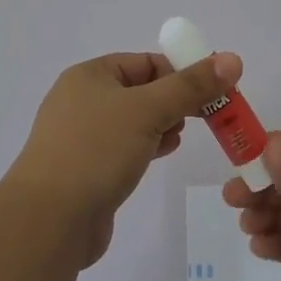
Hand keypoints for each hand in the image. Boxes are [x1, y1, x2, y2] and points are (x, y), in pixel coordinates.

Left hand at [7, 50, 241, 266]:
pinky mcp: (85, 170)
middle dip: (174, 99)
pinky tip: (164, 152)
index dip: (180, 71)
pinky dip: (147, 145)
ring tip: (182, 133)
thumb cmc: (97, 151)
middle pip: (140, 90)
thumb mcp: (148, 110)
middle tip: (206, 114)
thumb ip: (191, 86)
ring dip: (161, 123)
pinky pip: (123, 147)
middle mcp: (81, 100)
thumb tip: (232, 59)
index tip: (212, 90)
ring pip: (133, 120)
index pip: (144, 62)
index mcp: (90, 75)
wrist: (48, 221)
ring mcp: (80, 137)